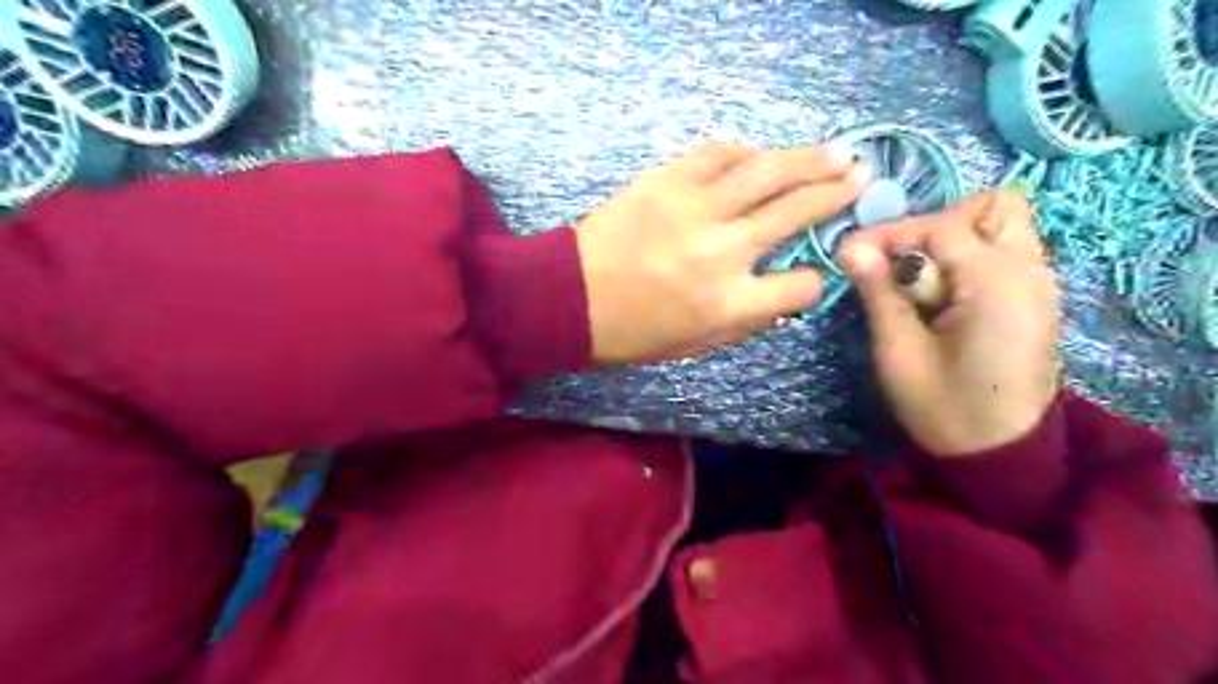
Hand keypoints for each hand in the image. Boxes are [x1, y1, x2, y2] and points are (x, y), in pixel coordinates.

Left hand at [578, 139, 869, 362]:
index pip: (799, 286)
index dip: (815, 280)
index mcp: (728, 303)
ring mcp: (693, 209)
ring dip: (807, 158)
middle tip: (862, 175)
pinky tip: (759, 154)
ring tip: (836, 152)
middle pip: (794, 211)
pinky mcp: (665, 181)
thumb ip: (747, 321)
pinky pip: (716, 153)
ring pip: (765, 171)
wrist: (568, 298)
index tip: (814, 270)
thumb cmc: (631, 333)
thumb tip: (784, 295)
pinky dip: (744, 151)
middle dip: (836, 193)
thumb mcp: (695, 346)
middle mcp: (721, 251)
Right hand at [839, 190, 1057, 456]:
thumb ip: (880, 292)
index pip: (941, 225)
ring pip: (1002, 224)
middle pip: (993, 205)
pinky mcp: (1033, 299)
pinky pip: (1003, 252)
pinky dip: (967, 258)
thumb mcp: (899, 352)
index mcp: (996, 284)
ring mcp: (1038, 284)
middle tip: (901, 262)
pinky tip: (939, 296)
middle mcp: (1030, 271)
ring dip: (953, 239)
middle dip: (937, 223)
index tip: (850, 255)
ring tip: (917, 280)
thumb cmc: (943, 409)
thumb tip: (852, 247)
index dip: (890, 234)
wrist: (998, 454)